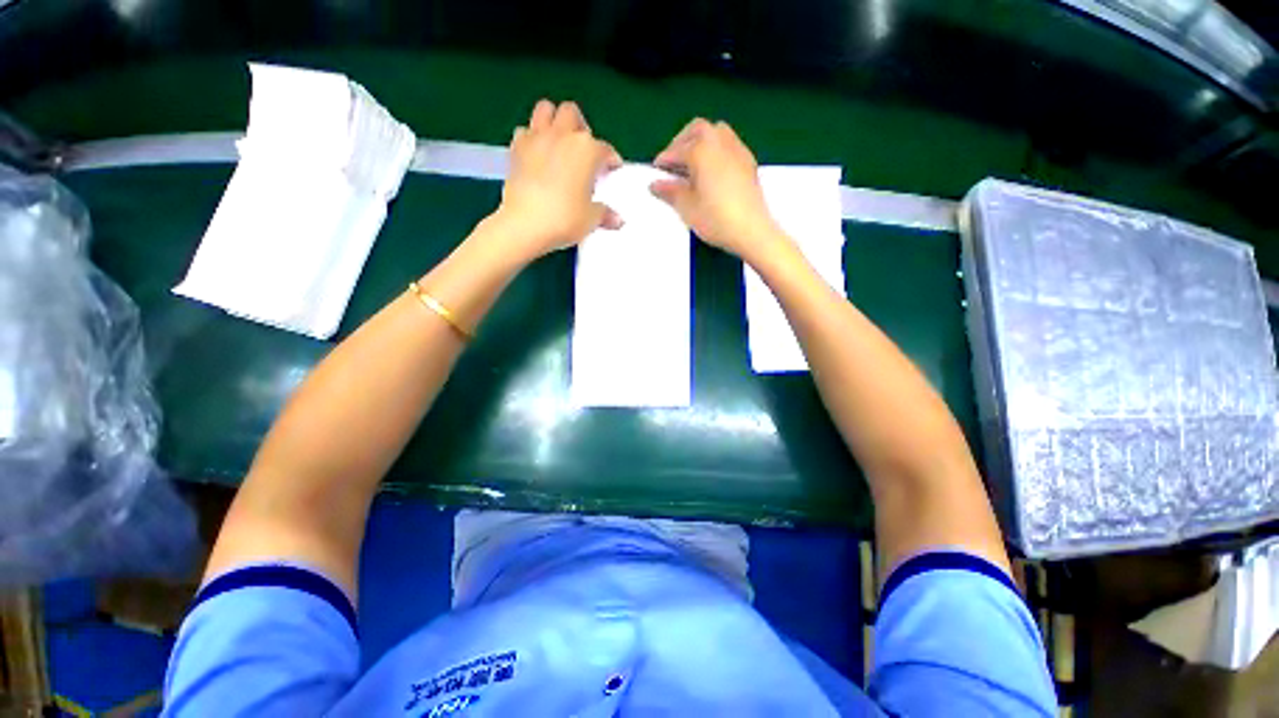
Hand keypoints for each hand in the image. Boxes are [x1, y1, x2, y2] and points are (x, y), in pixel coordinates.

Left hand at [492, 100, 622, 260]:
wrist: (525, 224)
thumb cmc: (564, 218)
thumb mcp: (591, 219)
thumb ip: (605, 214)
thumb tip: (617, 219)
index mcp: (587, 150)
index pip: (605, 149)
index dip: (610, 160)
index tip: (611, 170)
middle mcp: (563, 135)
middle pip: (572, 114)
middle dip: (580, 127)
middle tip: (583, 150)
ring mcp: (537, 138)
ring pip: (546, 110)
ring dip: (554, 121)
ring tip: (559, 142)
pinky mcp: (516, 147)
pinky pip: (525, 131)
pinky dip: (532, 138)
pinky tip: (537, 155)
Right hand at [650, 119, 786, 262]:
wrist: (752, 231)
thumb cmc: (716, 219)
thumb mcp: (687, 208)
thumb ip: (670, 192)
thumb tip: (655, 184)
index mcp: (701, 150)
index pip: (676, 151)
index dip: (664, 161)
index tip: (656, 171)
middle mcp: (720, 142)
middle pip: (697, 130)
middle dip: (682, 141)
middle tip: (673, 162)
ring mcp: (737, 150)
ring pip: (716, 132)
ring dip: (701, 141)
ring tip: (692, 164)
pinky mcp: (748, 162)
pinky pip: (729, 144)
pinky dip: (716, 150)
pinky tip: (712, 171)